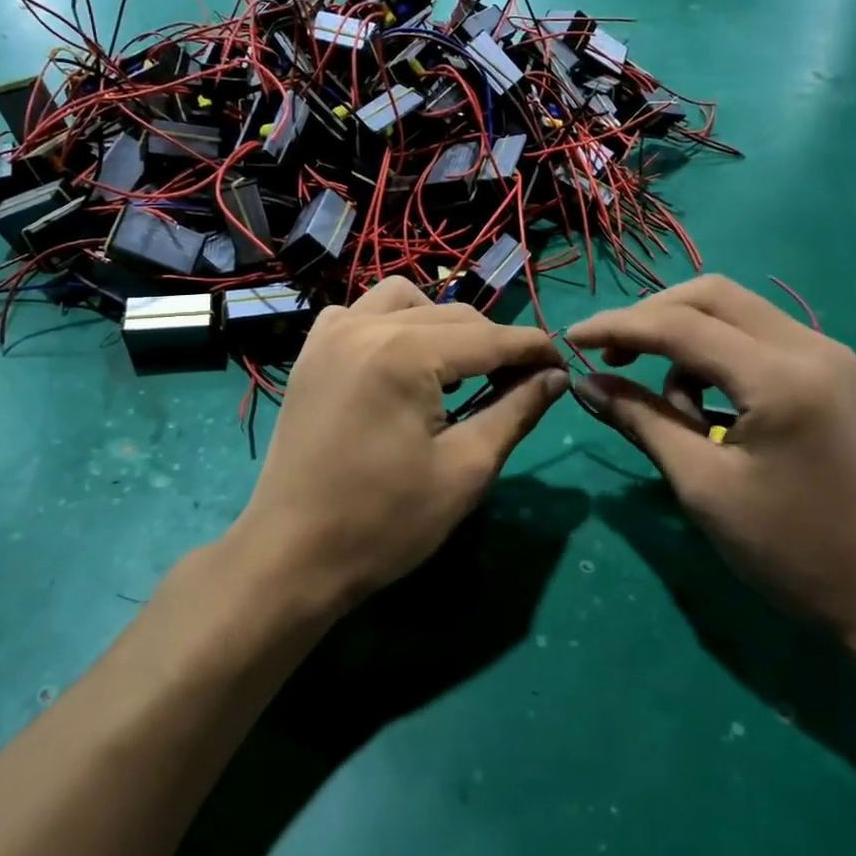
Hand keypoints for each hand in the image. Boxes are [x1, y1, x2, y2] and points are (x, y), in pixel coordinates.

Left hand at [234, 277, 565, 612]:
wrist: (292, 554)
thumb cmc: (384, 522)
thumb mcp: (466, 469)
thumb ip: (516, 411)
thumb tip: (555, 377)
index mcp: (404, 354)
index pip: (489, 337)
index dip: (534, 350)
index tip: (563, 367)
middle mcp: (365, 326)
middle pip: (453, 315)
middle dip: (494, 343)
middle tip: (520, 382)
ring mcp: (331, 333)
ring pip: (407, 300)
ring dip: (443, 325)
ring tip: (458, 371)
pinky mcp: (312, 351)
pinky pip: (362, 313)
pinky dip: (393, 324)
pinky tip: (402, 364)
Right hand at [569, 276, 855, 646]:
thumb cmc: (791, 551)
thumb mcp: (702, 486)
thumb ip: (642, 421)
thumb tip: (586, 383)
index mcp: (780, 377)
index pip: (681, 325)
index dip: (618, 326)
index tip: (571, 339)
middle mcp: (810, 347)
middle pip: (711, 295)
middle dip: (652, 318)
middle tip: (613, 358)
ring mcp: (828, 355)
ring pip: (735, 312)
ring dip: (686, 340)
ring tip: (672, 410)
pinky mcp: (832, 373)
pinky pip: (757, 338)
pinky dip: (717, 356)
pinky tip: (709, 408)